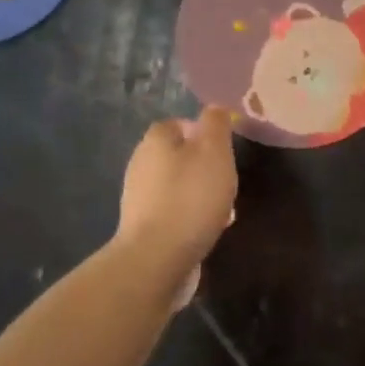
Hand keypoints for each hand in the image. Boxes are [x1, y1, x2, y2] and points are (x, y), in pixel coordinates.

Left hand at [116, 109, 237, 281]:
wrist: (157, 257)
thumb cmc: (191, 197)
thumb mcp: (214, 152)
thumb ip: (216, 124)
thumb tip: (215, 108)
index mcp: (156, 140)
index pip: (178, 123)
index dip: (203, 132)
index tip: (224, 150)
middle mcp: (141, 163)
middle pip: (178, 155)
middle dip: (204, 166)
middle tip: (226, 181)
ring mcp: (138, 197)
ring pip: (177, 185)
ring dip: (200, 192)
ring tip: (223, 210)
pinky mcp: (142, 226)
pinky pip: (173, 211)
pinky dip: (191, 215)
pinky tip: (207, 229)